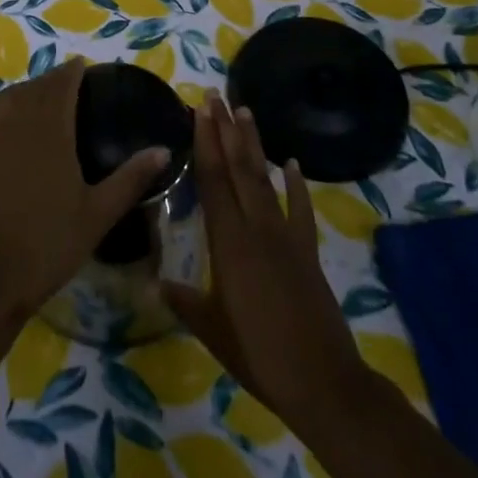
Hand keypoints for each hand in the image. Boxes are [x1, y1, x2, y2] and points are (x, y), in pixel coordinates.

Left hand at [0, 57, 170, 323]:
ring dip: (21, 91)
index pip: (61, 87)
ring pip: (5, 100)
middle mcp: (17, 124)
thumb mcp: (99, 214)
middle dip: (50, 81)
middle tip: (63, 82)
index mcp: (53, 132)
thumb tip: (164, 150)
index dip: (71, 73)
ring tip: (34, 95)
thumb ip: (131, 178)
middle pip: (34, 90)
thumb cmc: (50, 245)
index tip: (80, 66)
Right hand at [161, 97, 361, 424]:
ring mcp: (286, 236)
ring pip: (265, 179)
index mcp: (229, 242)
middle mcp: (256, 228)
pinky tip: (292, 162)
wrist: (323, 381)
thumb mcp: (212, 329)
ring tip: (245, 112)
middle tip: (216, 96)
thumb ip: (184, 301)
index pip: (212, 181)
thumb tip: (154, 281)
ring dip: (254, 144)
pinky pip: (301, 210)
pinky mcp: (308, 251)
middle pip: (238, 168)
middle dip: (225, 130)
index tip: (199, 112)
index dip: (205, 144)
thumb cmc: (259, 354)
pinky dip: (298, 185)